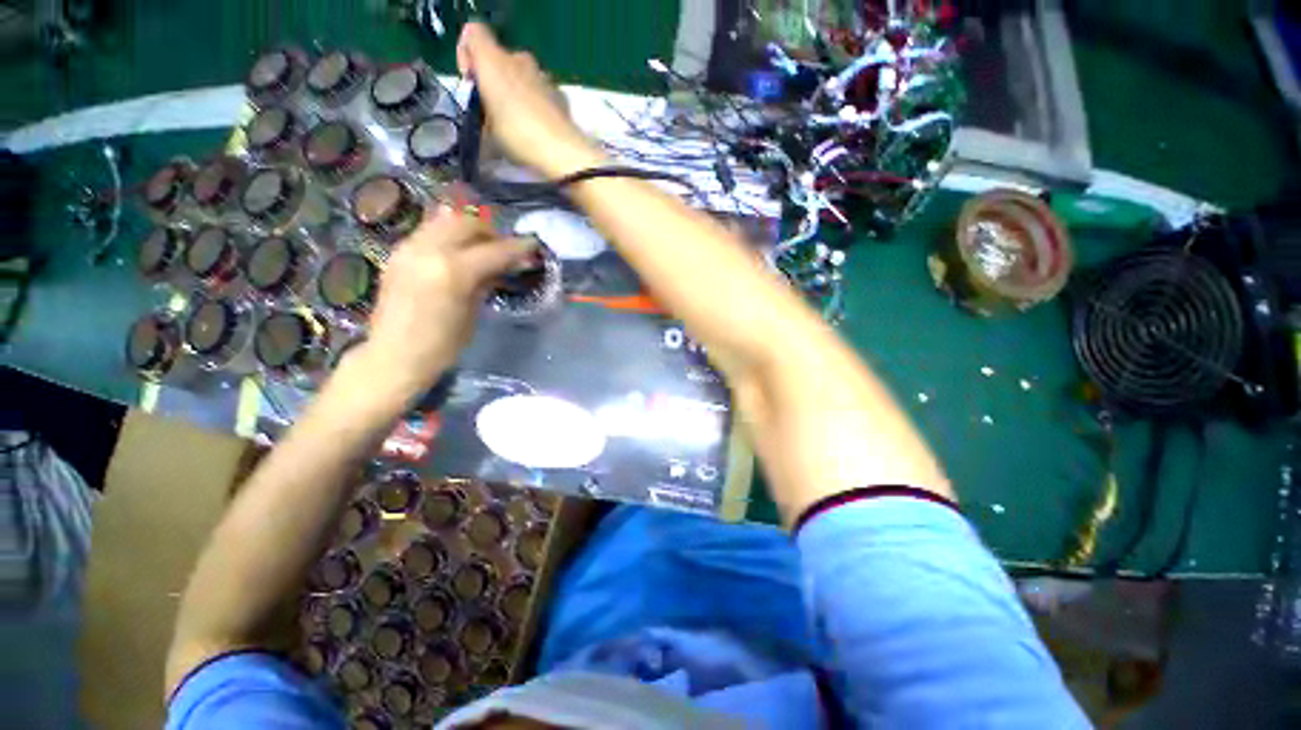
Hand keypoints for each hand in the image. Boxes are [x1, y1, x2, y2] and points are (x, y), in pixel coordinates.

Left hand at [355, 205, 535, 396]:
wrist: (394, 355)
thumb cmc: (443, 344)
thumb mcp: (473, 312)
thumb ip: (487, 281)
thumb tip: (507, 264)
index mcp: (453, 271)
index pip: (494, 249)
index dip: (518, 246)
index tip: (533, 244)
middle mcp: (429, 250)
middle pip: (467, 223)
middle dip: (491, 232)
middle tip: (505, 249)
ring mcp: (409, 248)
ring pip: (446, 220)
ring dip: (469, 229)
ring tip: (482, 248)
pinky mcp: (398, 253)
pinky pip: (429, 231)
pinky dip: (449, 235)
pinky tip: (458, 253)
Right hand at [457, 22, 606, 177]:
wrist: (561, 151)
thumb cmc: (518, 135)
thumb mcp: (487, 128)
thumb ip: (481, 110)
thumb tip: (486, 113)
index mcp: (493, 60)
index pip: (472, 33)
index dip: (467, 55)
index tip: (472, 86)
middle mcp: (519, 59)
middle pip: (499, 59)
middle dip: (494, 81)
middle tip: (494, 113)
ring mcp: (543, 74)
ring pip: (522, 75)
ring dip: (516, 92)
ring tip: (518, 124)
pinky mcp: (559, 93)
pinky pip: (540, 91)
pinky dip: (535, 103)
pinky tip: (537, 128)